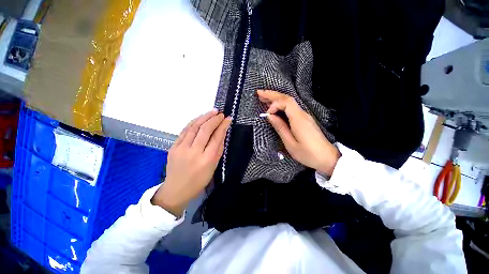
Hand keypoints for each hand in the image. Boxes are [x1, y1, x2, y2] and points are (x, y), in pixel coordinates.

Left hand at [151, 110, 230, 216]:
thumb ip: (218, 149)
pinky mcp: (173, 146)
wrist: (176, 189)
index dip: (223, 126)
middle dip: (214, 119)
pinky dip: (194, 122)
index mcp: (207, 159)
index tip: (227, 119)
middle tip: (220, 113)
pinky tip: (200, 118)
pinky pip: (185, 130)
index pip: (216, 137)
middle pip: (205, 130)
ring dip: (204, 117)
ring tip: (212, 111)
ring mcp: (181, 148)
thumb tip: (222, 133)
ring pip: (194, 127)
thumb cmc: (199, 180)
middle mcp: (194, 152)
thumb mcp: (214, 167)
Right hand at [257, 90, 339, 175]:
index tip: (267, 113)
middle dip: (272, 95)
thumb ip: (280, 128)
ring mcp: (304, 116)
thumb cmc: (307, 154)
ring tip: (264, 97)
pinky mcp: (304, 120)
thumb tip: (270, 116)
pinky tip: (275, 108)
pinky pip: (291, 109)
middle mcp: (302, 114)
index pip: (286, 102)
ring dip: (276, 99)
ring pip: (289, 103)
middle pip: (287, 99)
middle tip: (259, 93)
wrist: (327, 158)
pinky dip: (281, 105)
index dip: (274, 103)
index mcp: (298, 119)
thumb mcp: (290, 143)